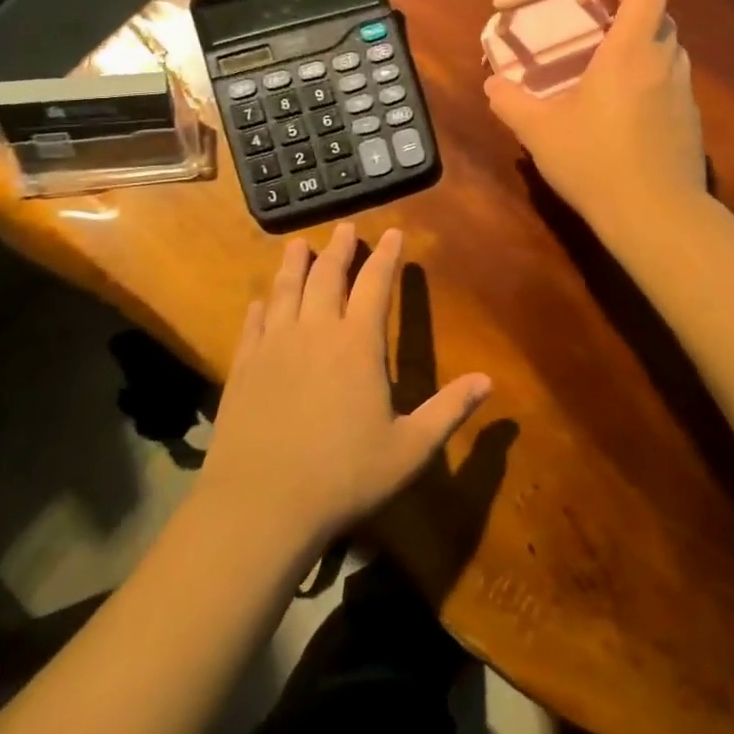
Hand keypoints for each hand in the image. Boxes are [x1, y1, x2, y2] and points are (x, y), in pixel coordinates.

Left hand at [199, 224, 492, 550]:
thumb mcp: (409, 449)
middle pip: (327, 277)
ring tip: (298, 245)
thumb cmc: (344, 476)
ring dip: (294, 264)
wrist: (260, 505)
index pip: (375, 285)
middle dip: (339, 249)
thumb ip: (449, 411)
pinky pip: (254, 325)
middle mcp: (316, 333)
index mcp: (358, 344)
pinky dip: (260, 306)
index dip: (386, 257)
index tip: (392, 233)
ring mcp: (275, 347)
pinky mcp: (244, 368)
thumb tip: (488, 381)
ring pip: (286, 291)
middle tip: (344, 227)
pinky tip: (260, 300)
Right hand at [484, 0, 704, 236]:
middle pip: (661, 20)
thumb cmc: (594, 161)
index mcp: (629, 52)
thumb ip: (511, 103)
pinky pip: (673, 89)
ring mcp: (684, 94)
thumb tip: (493, 86)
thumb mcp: (539, 132)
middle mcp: (664, 64)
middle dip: (632, 19)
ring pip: (669, 55)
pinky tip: (628, 120)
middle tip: (598, 38)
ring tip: (611, 79)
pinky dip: (654, 88)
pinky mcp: (692, 123)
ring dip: (644, 54)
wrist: (655, 214)